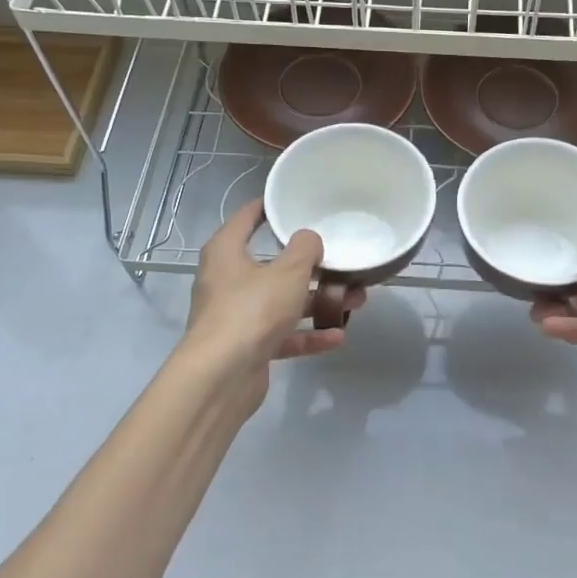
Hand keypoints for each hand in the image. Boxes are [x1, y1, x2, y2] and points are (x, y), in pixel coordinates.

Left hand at [183, 200, 362, 410]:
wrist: (222, 376)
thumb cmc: (252, 310)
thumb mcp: (287, 272)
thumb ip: (305, 249)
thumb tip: (309, 239)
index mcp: (226, 253)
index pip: (245, 219)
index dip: (268, 208)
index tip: (291, 202)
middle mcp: (226, 281)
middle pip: (271, 266)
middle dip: (309, 267)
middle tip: (340, 261)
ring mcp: (236, 316)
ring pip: (281, 303)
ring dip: (316, 302)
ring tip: (354, 300)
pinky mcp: (247, 347)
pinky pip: (282, 335)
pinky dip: (307, 335)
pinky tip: (337, 337)